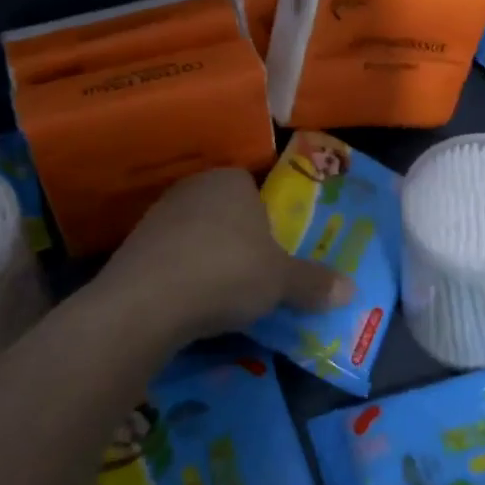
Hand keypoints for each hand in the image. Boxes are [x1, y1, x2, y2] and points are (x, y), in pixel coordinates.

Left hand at [102, 168, 352, 339]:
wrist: (146, 304)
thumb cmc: (227, 273)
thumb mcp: (282, 282)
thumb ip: (314, 282)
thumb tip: (352, 290)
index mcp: (231, 181)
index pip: (254, 188)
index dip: (267, 219)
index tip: (274, 250)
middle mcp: (192, 188)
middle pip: (225, 211)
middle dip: (239, 239)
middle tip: (255, 273)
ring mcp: (157, 216)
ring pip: (196, 234)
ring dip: (208, 258)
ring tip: (222, 294)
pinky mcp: (132, 248)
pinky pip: (170, 257)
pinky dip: (181, 275)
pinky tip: (189, 303)